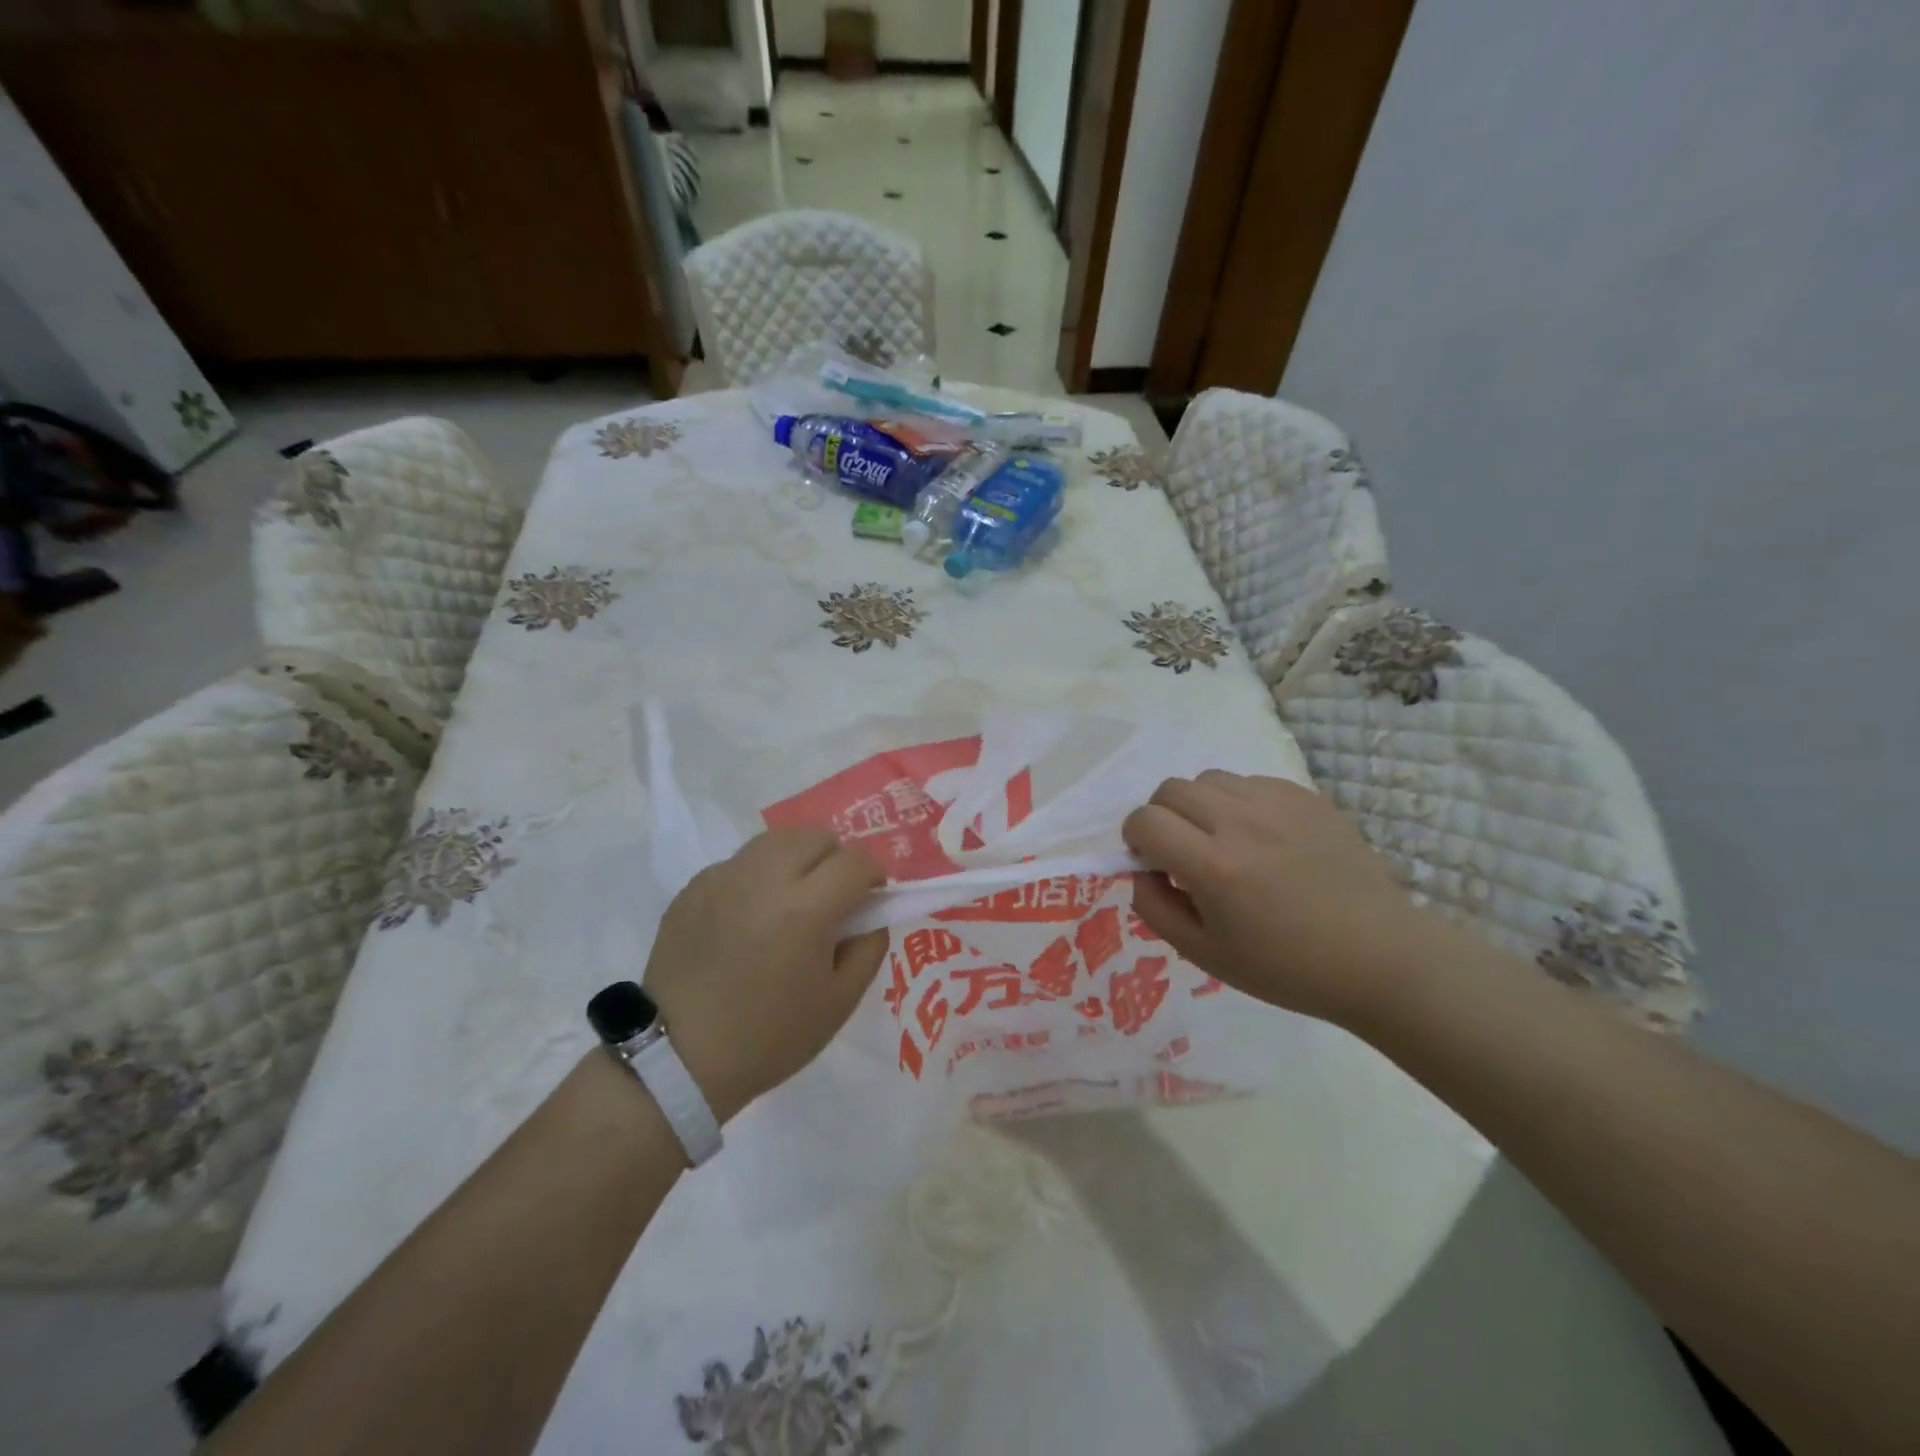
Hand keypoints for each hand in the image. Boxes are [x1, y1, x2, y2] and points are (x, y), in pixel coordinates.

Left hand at [643, 830, 888, 1122]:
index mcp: (805, 909)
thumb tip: (872, 912)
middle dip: (836, 860)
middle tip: (831, 899)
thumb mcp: (840, 1002)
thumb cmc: (769, 1036)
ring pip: (777, 841)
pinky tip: (750, 917)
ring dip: (798, 860)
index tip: (870, 898)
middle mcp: (763, 878)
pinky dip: (759, 877)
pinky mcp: (694, 886)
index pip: (856, 862)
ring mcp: (723, 877)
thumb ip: (869, 946)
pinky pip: (741, 863)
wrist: (678, 1058)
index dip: (873, 876)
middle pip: (817, 838)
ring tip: (792, 899)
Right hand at [1122, 772, 1436, 1025]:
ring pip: (1210, 778)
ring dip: (1200, 805)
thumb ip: (1155, 908)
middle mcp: (1241, 823)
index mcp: (1214, 867)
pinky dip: (1240, 803)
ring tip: (1224, 840)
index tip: (1153, 862)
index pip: (1144, 821)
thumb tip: (1141, 870)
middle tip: (1184, 851)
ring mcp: (1278, 804)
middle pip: (1170, 789)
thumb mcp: (1204, 954)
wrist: (1379, 958)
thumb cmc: (1287, 968)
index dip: (1136, 840)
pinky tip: (1263, 838)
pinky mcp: (1308, 797)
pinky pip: (1251, 781)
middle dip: (1162, 817)